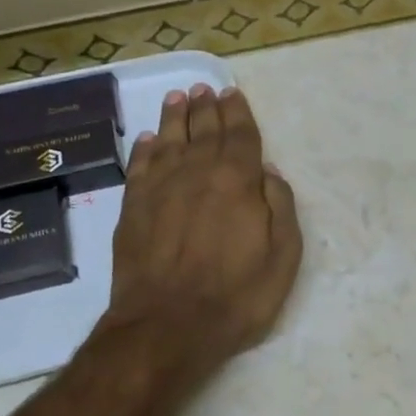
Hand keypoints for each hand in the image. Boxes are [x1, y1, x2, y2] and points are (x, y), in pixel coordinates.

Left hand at [100, 82, 301, 392]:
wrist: (166, 326)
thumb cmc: (236, 296)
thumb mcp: (283, 257)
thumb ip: (280, 207)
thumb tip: (268, 173)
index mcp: (237, 180)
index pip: (240, 135)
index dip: (238, 112)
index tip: (232, 94)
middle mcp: (197, 172)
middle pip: (203, 130)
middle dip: (206, 107)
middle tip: (205, 89)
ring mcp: (160, 187)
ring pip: (169, 139)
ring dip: (175, 116)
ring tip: (178, 98)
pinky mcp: (133, 207)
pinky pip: (140, 165)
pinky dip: (145, 148)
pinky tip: (149, 139)